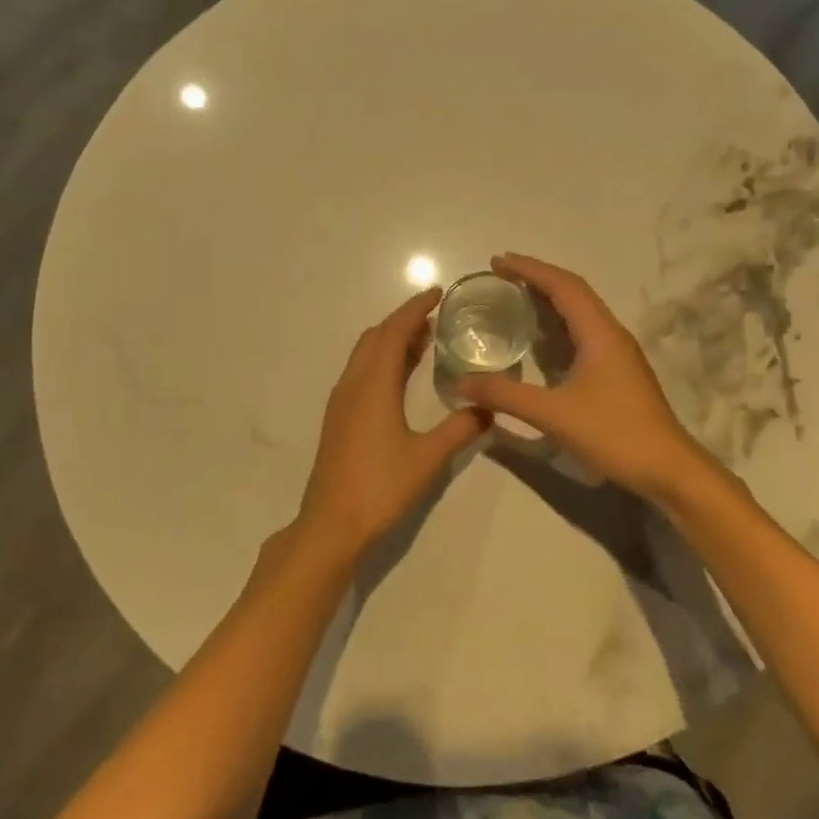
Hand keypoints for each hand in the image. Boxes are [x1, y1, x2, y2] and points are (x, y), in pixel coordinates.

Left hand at [296, 288, 491, 557]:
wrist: (331, 525)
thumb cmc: (380, 488)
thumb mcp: (428, 459)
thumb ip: (459, 429)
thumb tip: (488, 408)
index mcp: (373, 385)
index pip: (394, 332)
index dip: (414, 309)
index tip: (436, 293)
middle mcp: (353, 384)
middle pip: (375, 337)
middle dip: (403, 321)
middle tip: (435, 319)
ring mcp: (341, 402)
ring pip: (364, 355)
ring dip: (390, 341)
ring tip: (424, 342)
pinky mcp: (338, 419)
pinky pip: (360, 372)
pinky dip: (381, 361)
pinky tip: (400, 379)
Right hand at [457, 253, 714, 503]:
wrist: (668, 469)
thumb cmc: (614, 434)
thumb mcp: (553, 414)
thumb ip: (506, 396)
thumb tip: (462, 383)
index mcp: (599, 333)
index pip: (563, 286)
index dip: (529, 269)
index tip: (497, 261)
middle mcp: (611, 334)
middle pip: (573, 292)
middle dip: (537, 277)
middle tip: (500, 274)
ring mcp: (618, 353)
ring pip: (581, 312)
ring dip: (549, 298)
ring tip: (515, 297)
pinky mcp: (618, 371)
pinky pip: (584, 332)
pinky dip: (558, 324)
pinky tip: (540, 339)